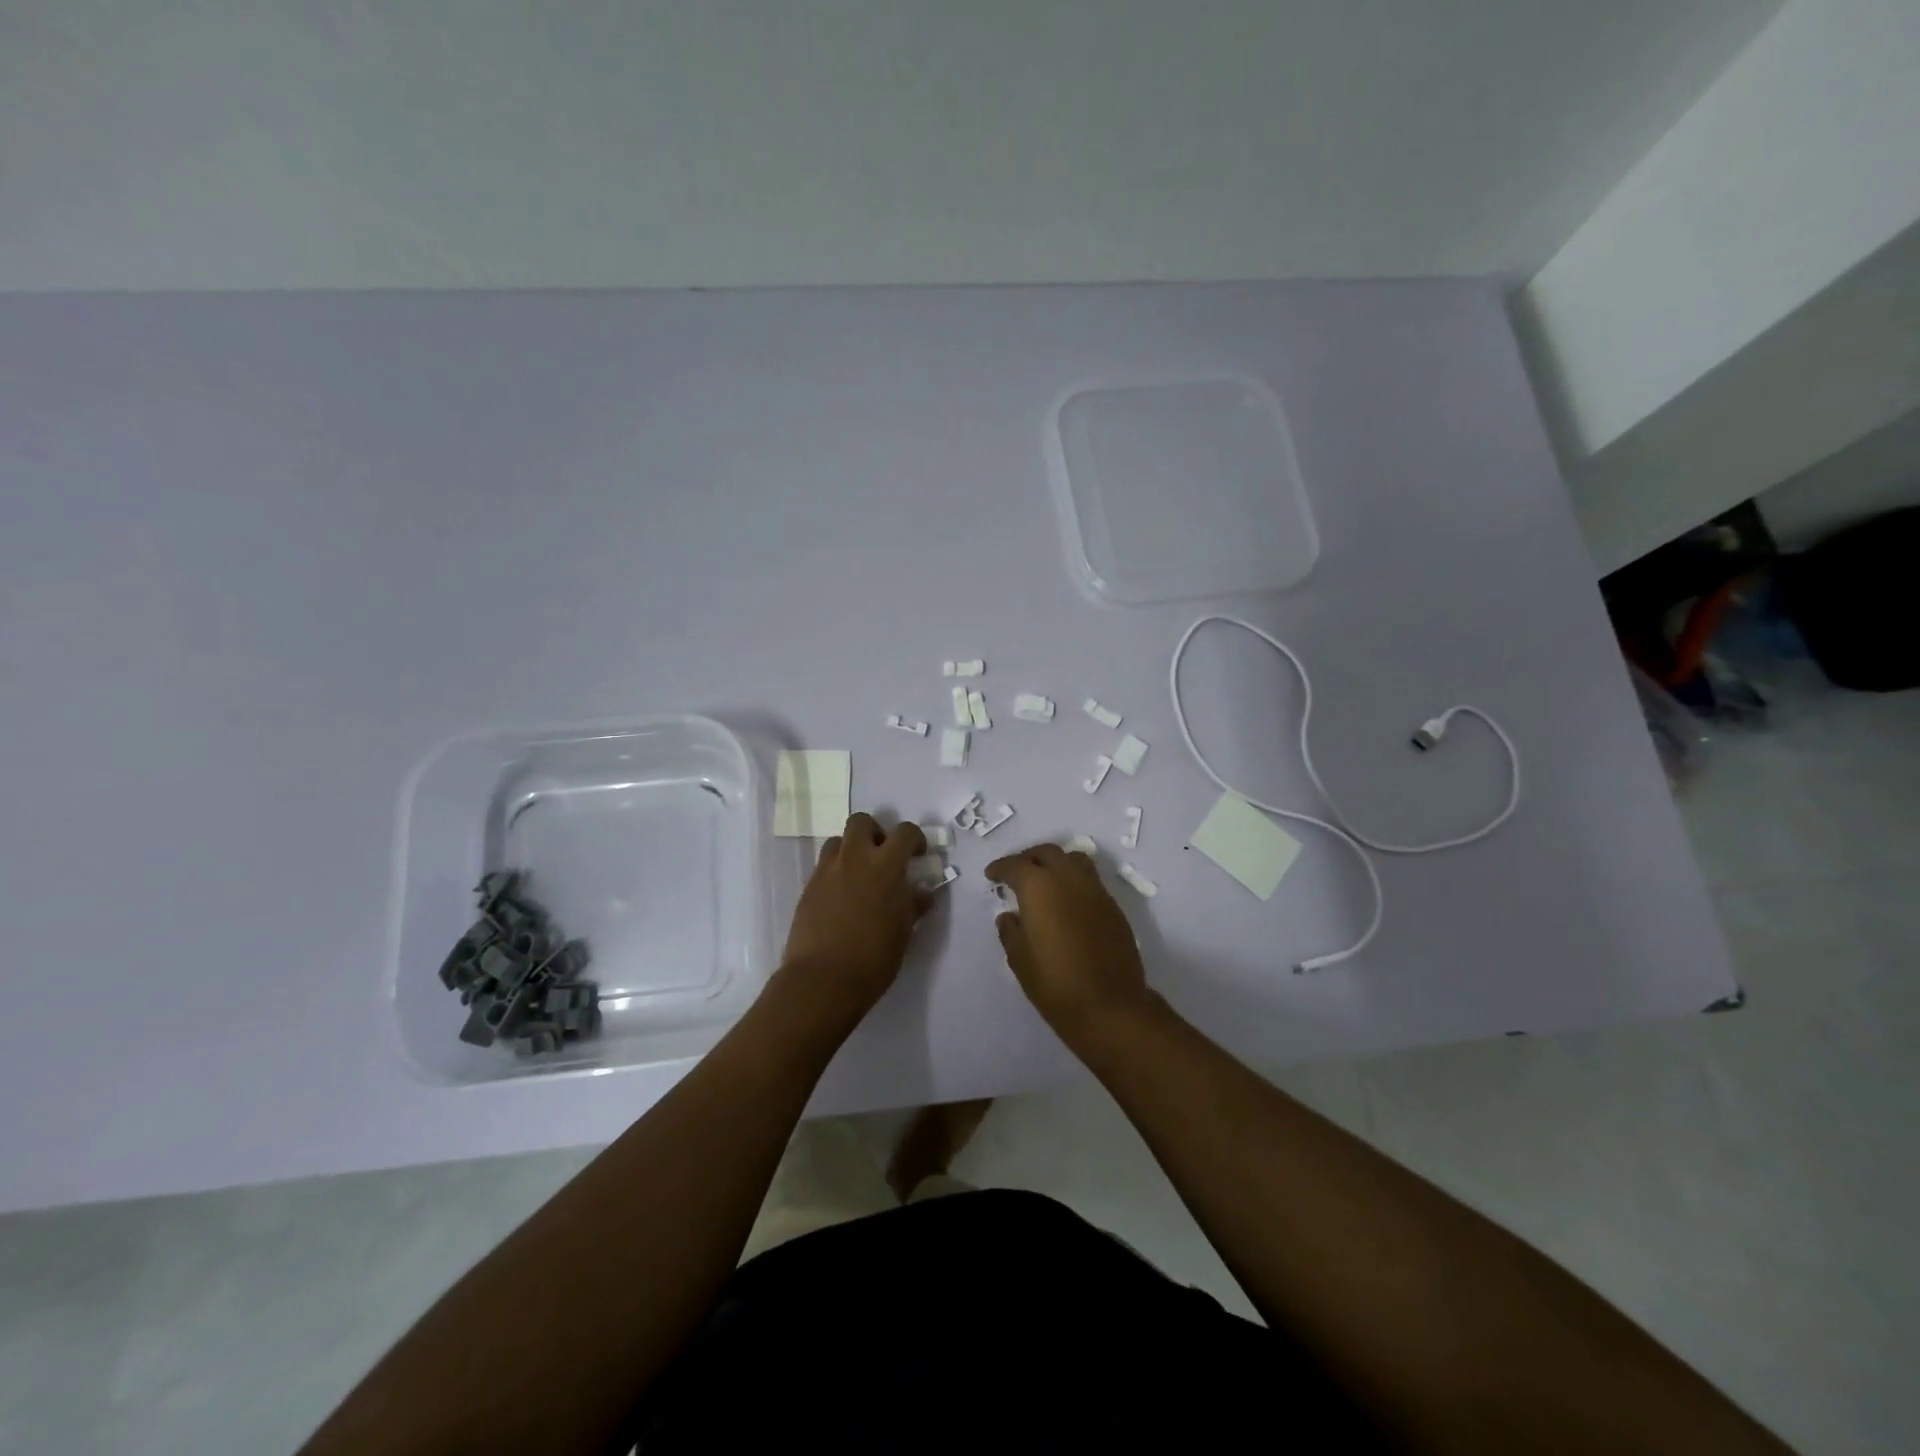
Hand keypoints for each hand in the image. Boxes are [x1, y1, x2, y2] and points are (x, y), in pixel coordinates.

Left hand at [778, 813, 928, 1027]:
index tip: (918, 854)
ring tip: (860, 875)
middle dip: (875, 832)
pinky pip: (824, 866)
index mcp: (885, 866)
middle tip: (883, 857)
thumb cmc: (873, 958)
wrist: (822, 980)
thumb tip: (922, 894)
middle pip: (861, 822)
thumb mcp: (903, 932)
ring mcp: (827, 871)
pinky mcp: (808, 888)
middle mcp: (854, 859)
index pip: (904, 832)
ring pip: (838, 841)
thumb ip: (912, 905)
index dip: (914, 838)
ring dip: (851, 850)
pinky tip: (842, 898)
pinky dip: (836, 872)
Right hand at [985, 843, 1153, 1044]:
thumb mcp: (1020, 960)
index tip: (991, 876)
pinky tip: (1067, 903)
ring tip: (1044, 881)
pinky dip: (1074, 881)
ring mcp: (1096, 891)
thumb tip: (1009, 916)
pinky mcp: (1113, 907)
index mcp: (1040, 888)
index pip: (1016, 865)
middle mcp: (1069, 879)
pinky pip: (1090, 880)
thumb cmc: (1056, 984)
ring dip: (1055, 863)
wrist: (1110, 1007)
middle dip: (1028, 858)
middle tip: (1016, 873)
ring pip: (1074, 859)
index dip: (1001, 868)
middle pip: (1048, 852)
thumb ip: (1010, 931)